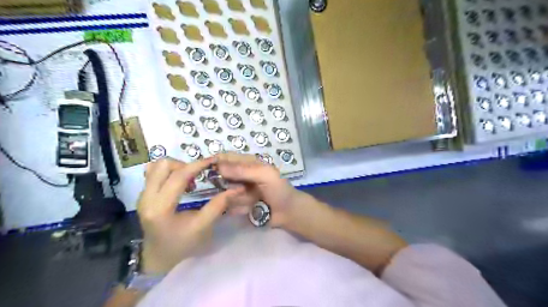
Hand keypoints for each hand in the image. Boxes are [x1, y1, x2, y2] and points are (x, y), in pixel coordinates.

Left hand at [137, 157, 241, 274]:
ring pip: (157, 166)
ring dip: (176, 168)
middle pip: (163, 165)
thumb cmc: (182, 245)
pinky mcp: (143, 194)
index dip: (197, 165)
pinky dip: (168, 172)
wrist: (158, 257)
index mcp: (160, 208)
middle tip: (197, 177)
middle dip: (184, 165)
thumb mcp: (203, 226)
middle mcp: (146, 198)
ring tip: (188, 181)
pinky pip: (153, 173)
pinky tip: (178, 182)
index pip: (178, 177)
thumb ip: (218, 205)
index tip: (212, 160)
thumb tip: (237, 189)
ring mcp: (142, 195)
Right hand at [215, 153, 309, 227]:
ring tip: (253, 200)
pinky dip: (239, 208)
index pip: (225, 157)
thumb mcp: (265, 175)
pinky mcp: (238, 204)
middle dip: (228, 186)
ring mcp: (238, 191)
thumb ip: (243, 170)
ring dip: (238, 199)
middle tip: (243, 191)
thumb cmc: (279, 189)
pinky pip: (230, 206)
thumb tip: (219, 167)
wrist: (288, 212)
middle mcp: (239, 176)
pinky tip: (251, 209)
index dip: (215, 162)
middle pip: (221, 177)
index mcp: (247, 163)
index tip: (208, 170)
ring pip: (224, 193)